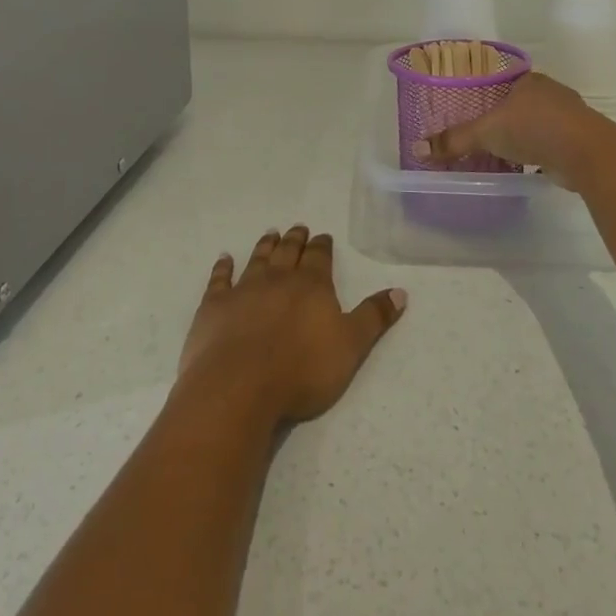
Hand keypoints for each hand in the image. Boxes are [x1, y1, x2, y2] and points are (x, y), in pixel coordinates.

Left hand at [176, 227, 406, 428]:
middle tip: (297, 228)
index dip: (322, 246)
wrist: (240, 386)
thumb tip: (401, 291)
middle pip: (288, 251)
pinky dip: (223, 267)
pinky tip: (224, 258)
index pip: (319, 256)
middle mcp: (278, 278)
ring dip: (265, 246)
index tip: (323, 236)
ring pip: (257, 258)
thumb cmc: (302, 370)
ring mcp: (244, 289)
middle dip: (295, 239)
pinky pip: (220, 279)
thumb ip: (374, 317)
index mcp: (312, 285)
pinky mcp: (215, 305)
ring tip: (271, 233)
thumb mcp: (351, 347)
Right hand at [415, 72, 615, 187]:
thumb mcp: (486, 132)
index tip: (476, 110)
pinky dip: (541, 153)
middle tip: (485, 134)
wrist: (587, 153)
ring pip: (540, 124)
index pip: (504, 83)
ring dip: (526, 136)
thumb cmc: (534, 128)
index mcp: (529, 80)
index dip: (489, 96)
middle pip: (522, 103)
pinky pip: (553, 144)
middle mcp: (551, 93)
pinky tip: (529, 164)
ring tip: (503, 151)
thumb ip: (454, 140)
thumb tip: (417, 148)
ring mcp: (570, 117)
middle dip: (507, 118)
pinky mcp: (581, 141)